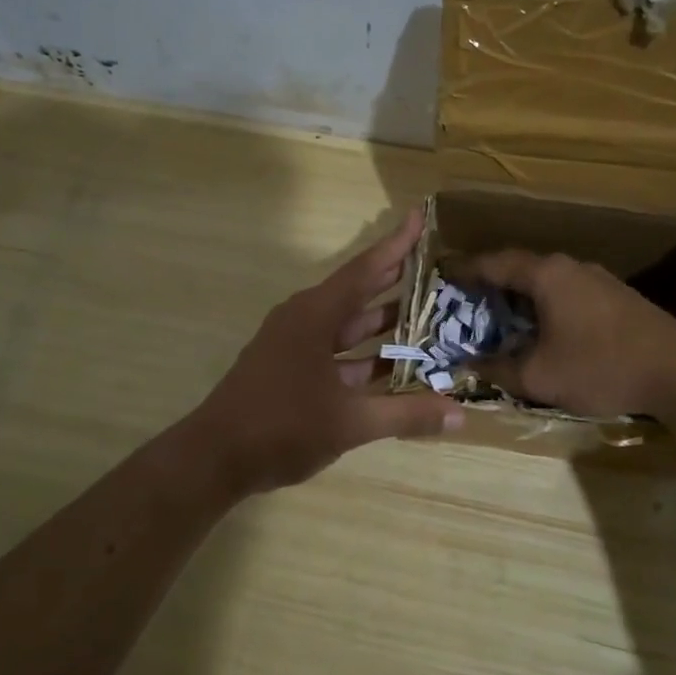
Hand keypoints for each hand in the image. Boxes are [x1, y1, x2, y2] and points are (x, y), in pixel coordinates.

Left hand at [188, 208, 462, 493]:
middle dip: (396, 280)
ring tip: (429, 315)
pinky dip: (365, 357)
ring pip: (348, 326)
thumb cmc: (282, 426)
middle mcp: (305, 320)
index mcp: (315, 315)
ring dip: (384, 324)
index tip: (419, 216)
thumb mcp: (350, 421)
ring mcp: (295, 346)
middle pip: (358, 293)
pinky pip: (337, 353)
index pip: (365, 270)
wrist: (215, 458)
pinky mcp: (291, 369)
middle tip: (437, 265)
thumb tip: (460, 415)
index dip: (396, 244)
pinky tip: (395, 367)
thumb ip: (406, 415)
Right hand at [452, 250, 675, 416]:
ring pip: (547, 280)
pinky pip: (568, 292)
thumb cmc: (601, 367)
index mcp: (546, 276)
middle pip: (521, 268)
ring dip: (522, 295)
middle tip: (468, 298)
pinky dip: (546, 304)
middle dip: (493, 282)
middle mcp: (570, 267)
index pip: (495, 263)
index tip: (444, 273)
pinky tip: (545, 327)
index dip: (466, 269)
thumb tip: (467, 367)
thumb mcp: (540, 376)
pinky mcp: (618, 297)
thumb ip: (498, 369)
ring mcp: (598, 280)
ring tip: (502, 314)